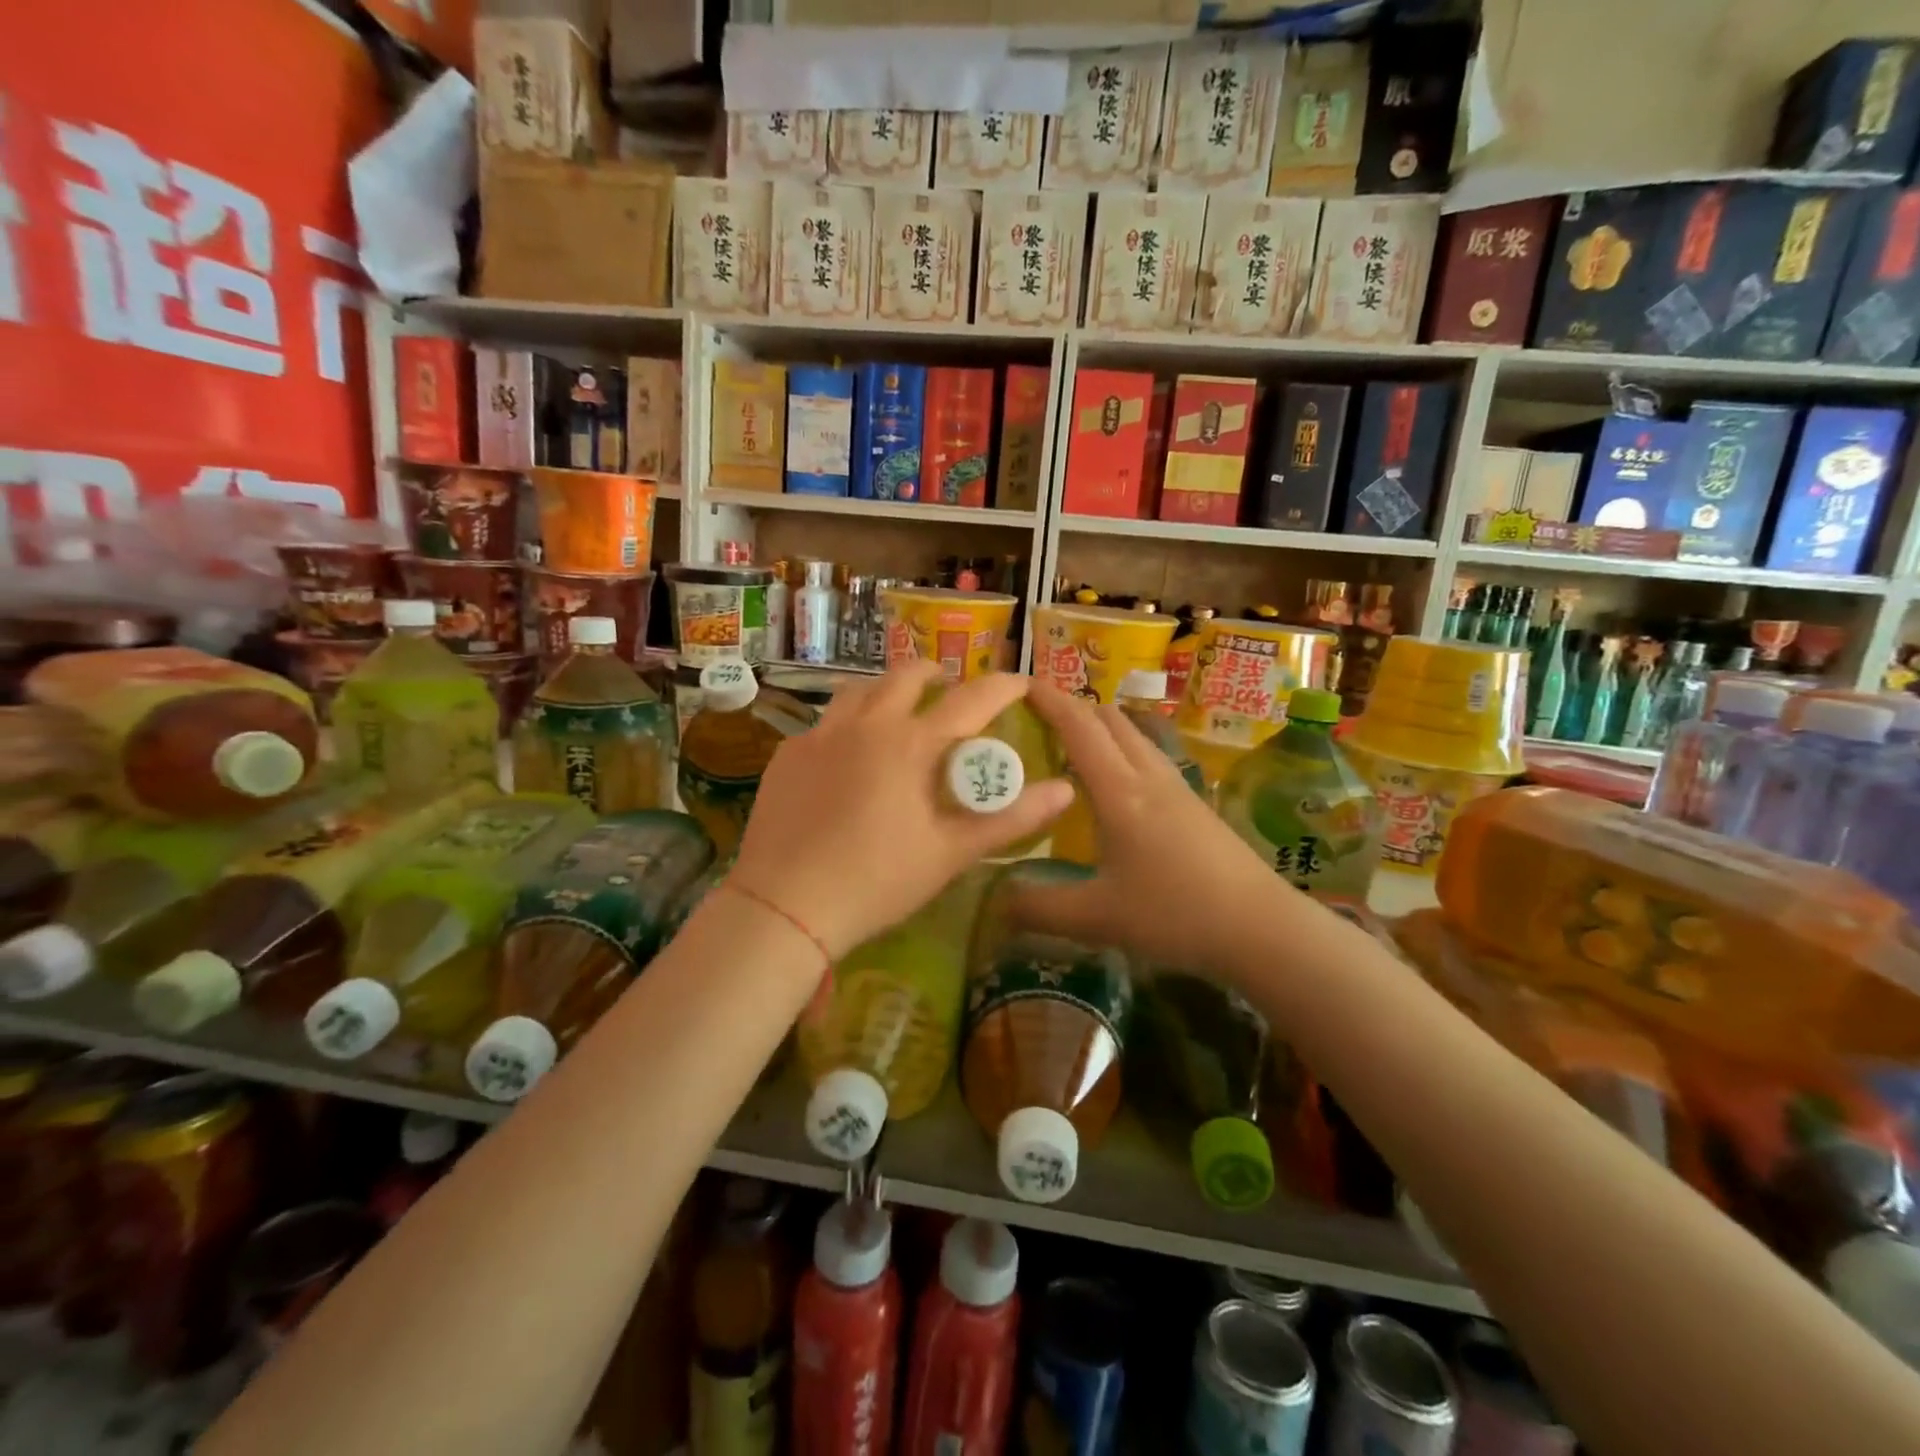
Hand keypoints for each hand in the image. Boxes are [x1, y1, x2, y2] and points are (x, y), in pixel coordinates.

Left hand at [729, 661, 1073, 962]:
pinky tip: (849, 754)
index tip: (1021, 682)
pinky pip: (826, 722)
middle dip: (936, 676)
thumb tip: (1064, 790)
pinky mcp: (788, 755)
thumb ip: (1009, 819)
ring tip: (899, 711)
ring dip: (888, 690)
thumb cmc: (877, 882)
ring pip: (859, 690)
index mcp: (910, 744)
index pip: (970, 700)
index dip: (1002, 687)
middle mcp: (865, 725)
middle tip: (950, 692)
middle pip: (906, 676)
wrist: (783, 907)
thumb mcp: (950, 854)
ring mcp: (819, 735)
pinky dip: (849, 723)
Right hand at [1012, 681, 1292, 975]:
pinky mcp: (1193, 802)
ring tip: (1066, 747)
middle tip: (1033, 721)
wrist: (1261, 926)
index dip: (1048, 699)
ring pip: (1132, 734)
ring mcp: (1176, 786)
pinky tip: (1111, 784)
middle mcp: (1148, 775)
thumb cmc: (1177, 914)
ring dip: (1097, 727)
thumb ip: (1041, 909)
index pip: (1078, 726)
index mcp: (1120, 791)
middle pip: (1108, 718)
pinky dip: (1119, 749)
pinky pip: (1147, 755)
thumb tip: (995, 903)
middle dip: (1070, 706)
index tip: (1017, 684)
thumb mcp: (1099, 918)